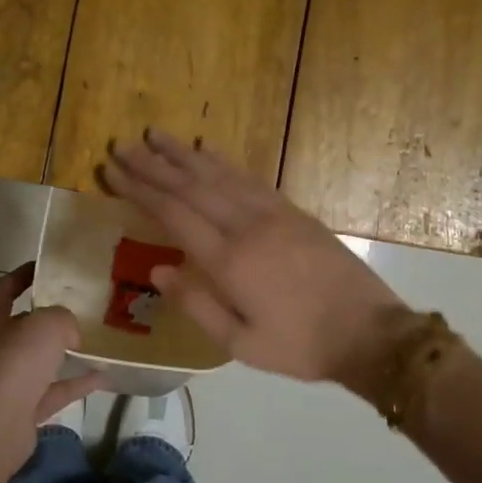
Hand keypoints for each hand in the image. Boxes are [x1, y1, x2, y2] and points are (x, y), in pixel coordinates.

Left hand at [0, 264, 105, 480]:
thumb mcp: (46, 324)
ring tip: (97, 342)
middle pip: (22, 327)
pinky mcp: (22, 410)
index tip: (45, 268)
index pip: (2, 289)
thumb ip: (62, 318)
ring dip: (65, 353)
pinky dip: (76, 383)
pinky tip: (104, 376)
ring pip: (39, 362)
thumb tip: (70, 333)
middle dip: (48, 318)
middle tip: (80, 307)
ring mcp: (7, 382)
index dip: (21, 276)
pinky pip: (54, 391)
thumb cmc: (13, 363)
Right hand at [102, 131, 409, 390]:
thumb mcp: (241, 343)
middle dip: (153, 165)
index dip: (139, 190)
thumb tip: (156, 270)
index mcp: (229, 261)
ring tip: (156, 136)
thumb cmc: (300, 346)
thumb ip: (196, 305)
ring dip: (184, 155)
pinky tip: (208, 152)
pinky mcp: (294, 212)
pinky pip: (250, 179)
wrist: (369, 333)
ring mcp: (273, 215)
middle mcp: (247, 227)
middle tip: (122, 146)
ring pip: (219, 175)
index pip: (173, 214)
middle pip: (191, 187)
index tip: (111, 171)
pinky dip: (224, 162)